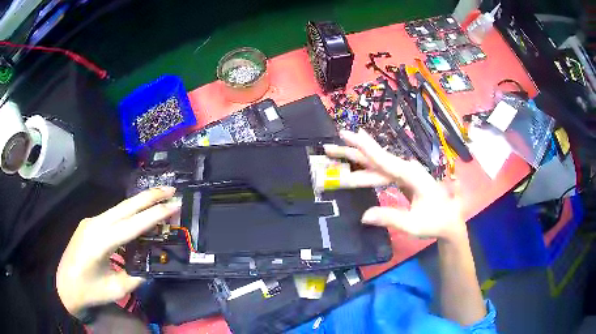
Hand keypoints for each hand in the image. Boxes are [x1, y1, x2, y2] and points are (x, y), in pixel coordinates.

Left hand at [56, 187, 180, 314]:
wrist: (64, 286)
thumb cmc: (89, 291)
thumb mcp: (116, 289)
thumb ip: (136, 276)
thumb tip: (150, 265)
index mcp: (100, 242)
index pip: (132, 225)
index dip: (154, 215)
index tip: (174, 205)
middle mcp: (94, 225)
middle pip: (125, 207)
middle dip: (149, 197)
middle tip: (171, 190)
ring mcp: (90, 222)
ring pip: (119, 208)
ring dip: (140, 203)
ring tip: (159, 198)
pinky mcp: (89, 224)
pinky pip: (112, 215)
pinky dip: (129, 213)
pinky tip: (137, 215)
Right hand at [324, 129, 465, 241]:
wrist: (450, 221)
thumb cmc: (435, 222)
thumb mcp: (414, 225)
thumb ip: (391, 218)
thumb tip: (363, 216)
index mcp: (412, 175)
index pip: (385, 160)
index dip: (366, 148)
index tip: (350, 135)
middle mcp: (407, 170)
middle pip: (376, 159)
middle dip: (352, 153)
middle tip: (329, 147)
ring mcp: (405, 174)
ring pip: (377, 166)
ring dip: (356, 165)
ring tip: (335, 158)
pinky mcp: (403, 180)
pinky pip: (381, 174)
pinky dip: (366, 173)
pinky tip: (355, 172)